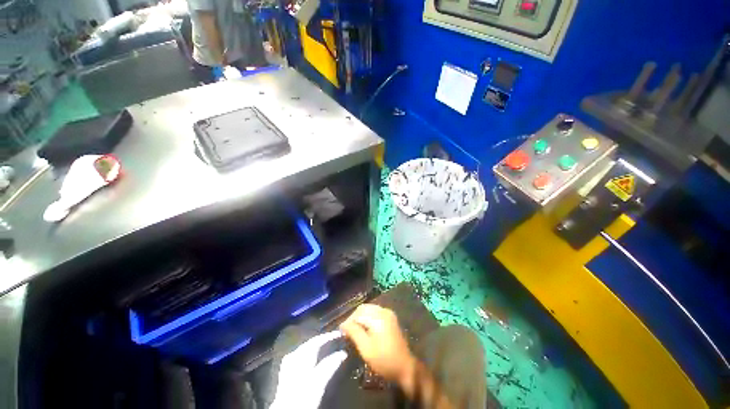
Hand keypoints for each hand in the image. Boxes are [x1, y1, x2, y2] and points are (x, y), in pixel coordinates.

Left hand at [270, 331, 347, 408]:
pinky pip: (301, 357)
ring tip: (328, 346)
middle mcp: (293, 358)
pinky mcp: (288, 373)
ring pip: (304, 350)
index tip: (341, 333)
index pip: (315, 342)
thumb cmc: (302, 394)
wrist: (287, 407)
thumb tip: (342, 353)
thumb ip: (329, 366)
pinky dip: (311, 355)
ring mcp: (289, 365)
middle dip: (322, 340)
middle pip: (308, 345)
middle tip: (336, 338)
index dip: (328, 337)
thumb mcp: (318, 381)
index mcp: (299, 357)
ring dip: (316, 347)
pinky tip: (315, 359)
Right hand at [340, 304, 416, 385]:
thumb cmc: (383, 359)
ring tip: (354, 334)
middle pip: (364, 309)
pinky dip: (368, 322)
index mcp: (379, 318)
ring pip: (370, 312)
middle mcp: (385, 313)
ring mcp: (390, 317)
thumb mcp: (365, 347)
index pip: (357, 313)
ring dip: (361, 320)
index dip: (347, 322)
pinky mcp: (392, 323)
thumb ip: (354, 332)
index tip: (342, 334)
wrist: (404, 367)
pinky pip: (376, 316)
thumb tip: (343, 324)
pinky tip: (364, 333)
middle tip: (347, 333)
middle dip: (354, 319)